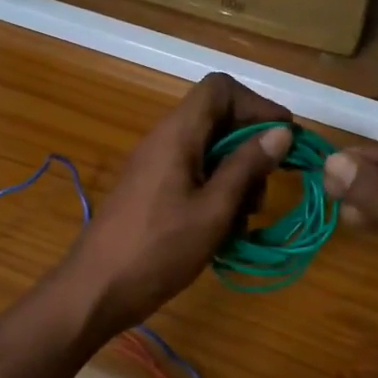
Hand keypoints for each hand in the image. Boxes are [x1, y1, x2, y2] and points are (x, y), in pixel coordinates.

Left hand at [60, 74, 292, 331]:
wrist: (96, 289)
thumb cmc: (158, 250)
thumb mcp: (213, 210)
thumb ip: (247, 167)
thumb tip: (281, 131)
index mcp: (177, 134)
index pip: (220, 88)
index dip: (256, 105)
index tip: (281, 139)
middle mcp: (165, 140)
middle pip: (218, 120)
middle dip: (250, 149)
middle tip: (262, 192)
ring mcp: (156, 165)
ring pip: (209, 151)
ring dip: (236, 178)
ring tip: (243, 219)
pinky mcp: (152, 190)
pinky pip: (193, 175)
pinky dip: (216, 194)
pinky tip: (223, 230)